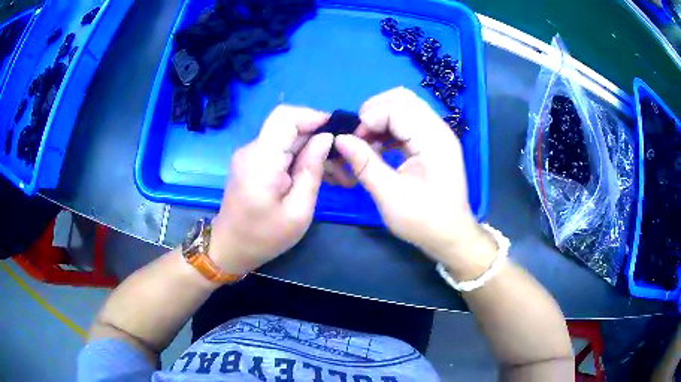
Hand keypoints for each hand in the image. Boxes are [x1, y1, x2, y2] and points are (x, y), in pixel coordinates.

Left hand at [209, 105, 332, 274]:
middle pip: (288, 127)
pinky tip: (314, 174)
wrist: (230, 248)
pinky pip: (279, 150)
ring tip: (335, 173)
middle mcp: (252, 150)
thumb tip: (325, 138)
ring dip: (311, 149)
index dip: (313, 116)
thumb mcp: (298, 212)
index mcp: (261, 160)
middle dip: (318, 137)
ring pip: (286, 138)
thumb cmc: (264, 237)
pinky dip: (299, 157)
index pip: (285, 117)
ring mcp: (249, 155)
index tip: (337, 131)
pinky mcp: (251, 162)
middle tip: (342, 161)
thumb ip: (311, 171)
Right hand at [335, 88, 494, 274]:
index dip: (369, 119)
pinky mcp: (433, 142)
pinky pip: (408, 122)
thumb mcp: (390, 196)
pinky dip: (389, 129)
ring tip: (367, 145)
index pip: (396, 107)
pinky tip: (379, 149)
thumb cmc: (424, 221)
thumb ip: (364, 164)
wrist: (451, 236)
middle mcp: (438, 129)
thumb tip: (340, 139)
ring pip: (404, 107)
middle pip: (401, 98)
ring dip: (380, 120)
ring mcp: (437, 134)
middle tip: (358, 138)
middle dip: (373, 112)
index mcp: (433, 139)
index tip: (353, 144)